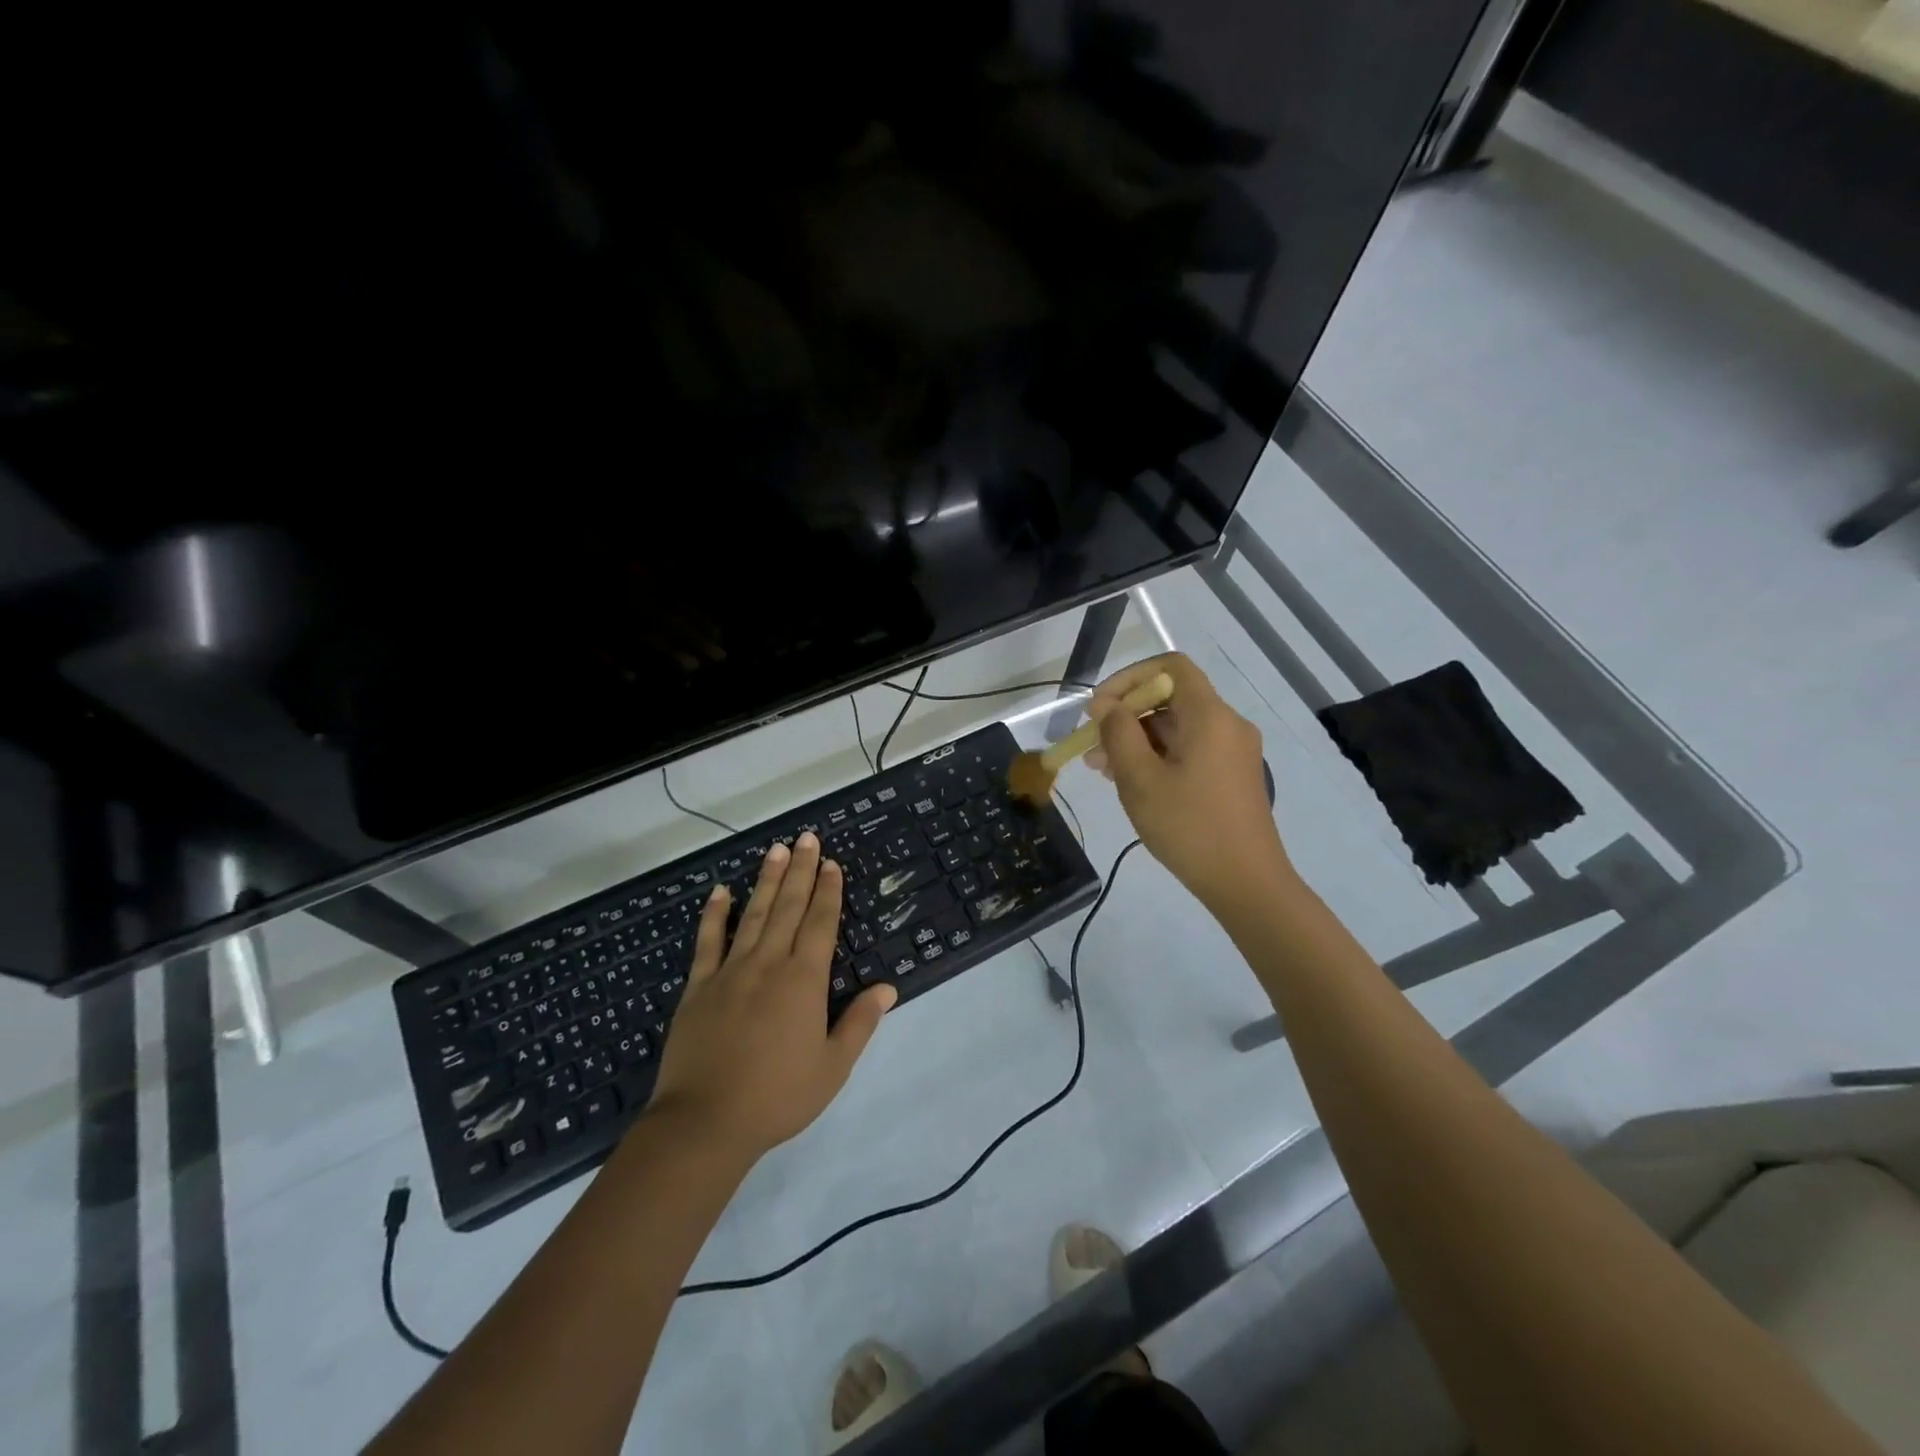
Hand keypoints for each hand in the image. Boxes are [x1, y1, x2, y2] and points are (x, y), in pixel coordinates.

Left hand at [648, 832, 895, 1161]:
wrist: (704, 1123)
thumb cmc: (778, 1097)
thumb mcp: (832, 1067)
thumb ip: (860, 1023)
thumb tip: (888, 987)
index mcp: (803, 980)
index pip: (820, 923)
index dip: (829, 891)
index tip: (833, 864)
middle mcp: (769, 964)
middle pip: (788, 907)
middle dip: (801, 871)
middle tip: (808, 838)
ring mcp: (730, 972)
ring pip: (752, 914)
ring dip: (767, 880)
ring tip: (777, 850)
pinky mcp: (698, 987)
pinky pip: (707, 941)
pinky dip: (714, 914)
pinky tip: (720, 891)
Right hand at [1085, 653, 1290, 913]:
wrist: (1245, 882)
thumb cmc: (1188, 827)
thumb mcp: (1140, 779)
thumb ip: (1119, 733)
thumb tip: (1106, 706)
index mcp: (1210, 716)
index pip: (1170, 667)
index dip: (1129, 678)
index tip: (1099, 708)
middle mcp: (1227, 724)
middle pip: (1171, 698)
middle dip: (1126, 715)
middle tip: (1091, 746)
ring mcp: (1233, 751)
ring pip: (1177, 727)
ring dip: (1137, 740)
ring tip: (1101, 769)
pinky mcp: (1232, 774)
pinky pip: (1190, 749)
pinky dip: (1158, 756)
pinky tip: (1131, 781)